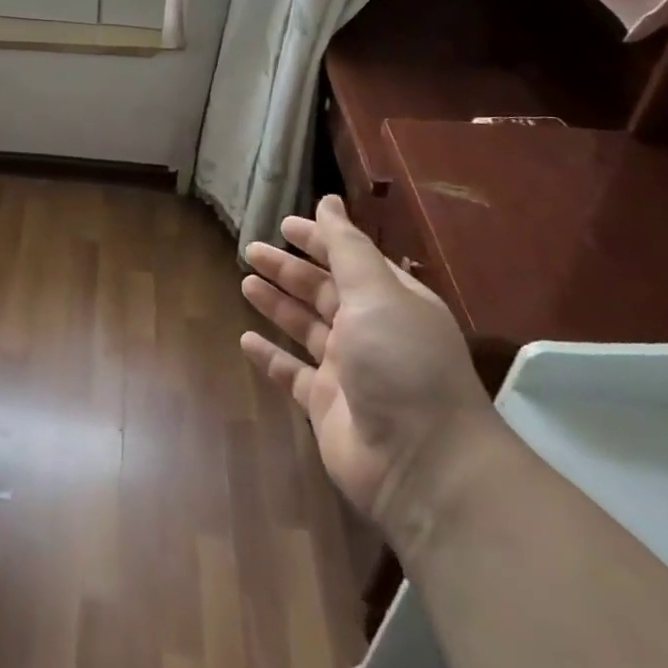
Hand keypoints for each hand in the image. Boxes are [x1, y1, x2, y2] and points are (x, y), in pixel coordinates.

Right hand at [240, 196, 494, 530]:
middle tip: (250, 250)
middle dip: (289, 270)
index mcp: (391, 302)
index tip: (284, 223)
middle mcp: (371, 332)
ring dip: (277, 305)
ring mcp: (348, 370)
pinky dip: (270, 357)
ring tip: (245, 283)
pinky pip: (292, 373)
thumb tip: (329, 201)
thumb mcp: (376, 294)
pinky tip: (245, 340)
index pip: (351, 259)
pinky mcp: (326, 406)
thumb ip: (347, 247)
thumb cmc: (401, 364)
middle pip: (323, 291)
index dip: (319, 240)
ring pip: (305, 328)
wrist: (423, 466)